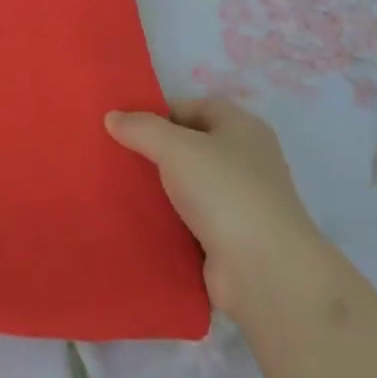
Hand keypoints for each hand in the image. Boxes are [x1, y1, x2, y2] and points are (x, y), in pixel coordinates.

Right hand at [106, 98, 319, 313]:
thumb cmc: (225, 192)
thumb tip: (112, 117)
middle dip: (154, 150)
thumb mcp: (176, 148)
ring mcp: (239, 202)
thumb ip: (142, 128)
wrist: (264, 270)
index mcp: (243, 129)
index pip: (196, 108)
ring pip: (188, 185)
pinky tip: (135, 219)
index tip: (125, 125)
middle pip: (191, 146)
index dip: (161, 112)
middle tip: (115, 155)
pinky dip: (166, 219)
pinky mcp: (228, 237)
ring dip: (158, 188)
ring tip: (116, 186)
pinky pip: (189, 219)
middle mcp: (246, 161)